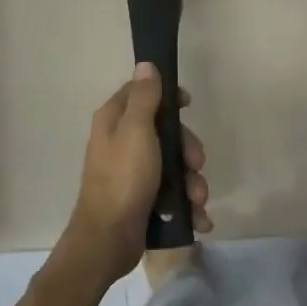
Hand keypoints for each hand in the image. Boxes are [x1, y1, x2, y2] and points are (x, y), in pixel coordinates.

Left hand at [61, 63, 209, 287]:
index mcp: (115, 120)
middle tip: (195, 165)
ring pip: (173, 165)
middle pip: (165, 131)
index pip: (142, 92)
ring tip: (197, 201)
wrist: (108, 240)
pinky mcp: (143, 199)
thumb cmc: (123, 179)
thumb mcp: (137, 131)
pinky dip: (187, 205)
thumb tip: (146, 64)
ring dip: (192, 182)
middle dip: (187, 150)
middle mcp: (121, 142)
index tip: (187, 105)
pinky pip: (172, 193)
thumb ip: (144, 98)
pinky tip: (198, 219)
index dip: (168, 96)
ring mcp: (132, 173)